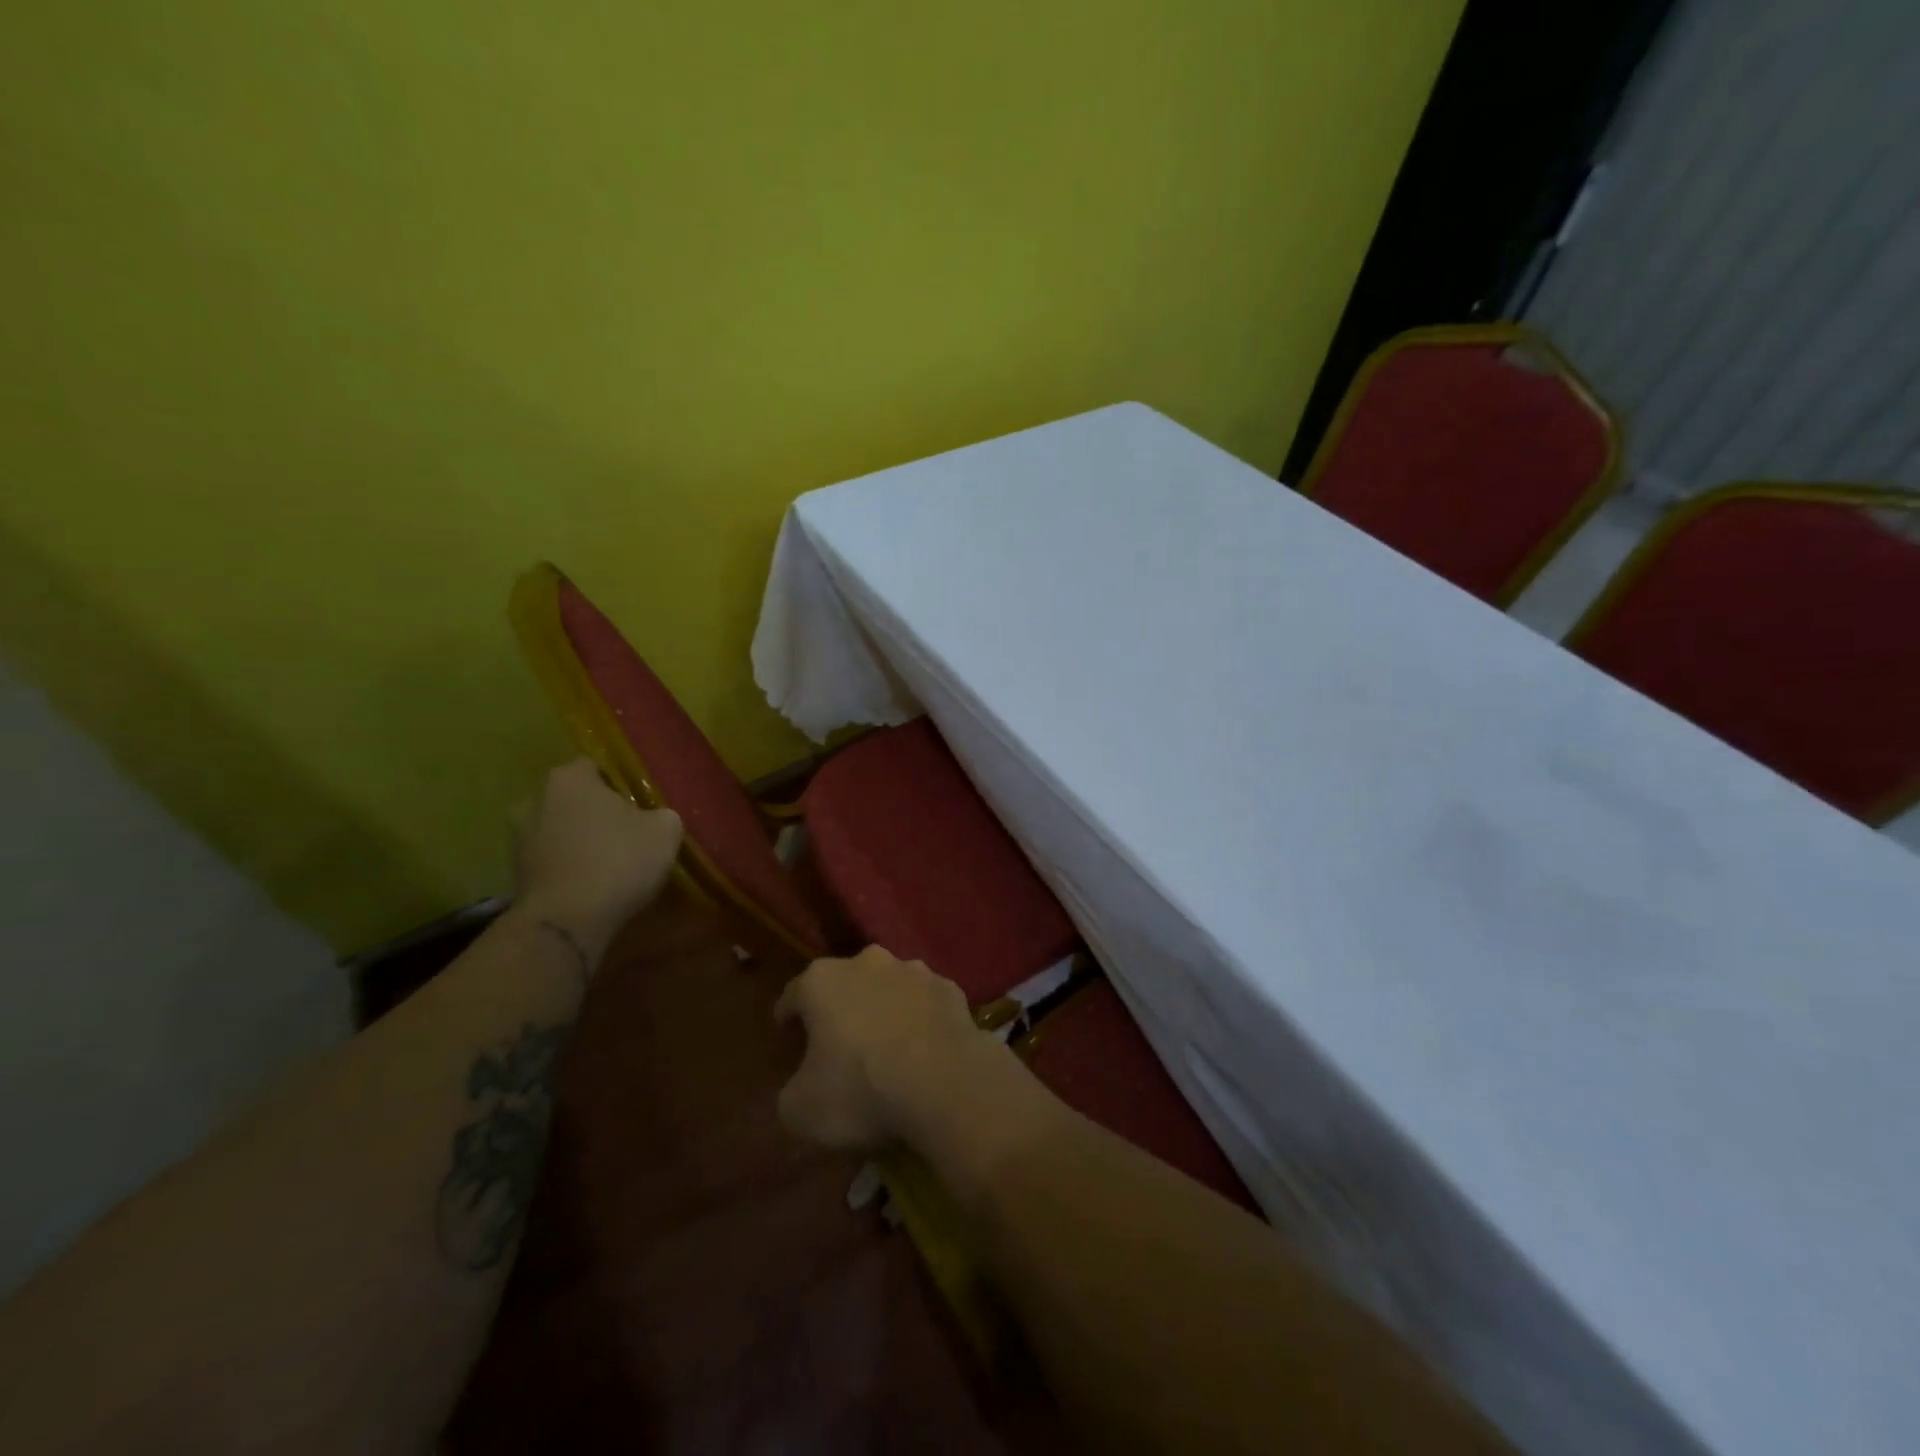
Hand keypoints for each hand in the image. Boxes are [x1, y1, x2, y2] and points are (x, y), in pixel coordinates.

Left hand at [514, 758, 682, 955]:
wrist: (566, 922)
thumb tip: (655, 818)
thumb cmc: (617, 861)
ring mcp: (519, 837)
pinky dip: (569, 866)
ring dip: (579, 840)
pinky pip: (552, 859)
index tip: (639, 802)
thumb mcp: (665, 831)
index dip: (620, 783)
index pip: (596, 766)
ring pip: (559, 829)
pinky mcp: (515, 873)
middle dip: (595, 811)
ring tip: (610, 861)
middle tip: (626, 831)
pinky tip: (593, 883)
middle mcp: (535, 799)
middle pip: (574, 798)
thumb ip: (661, 814)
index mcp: (570, 778)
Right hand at [774, 946, 1011, 1151]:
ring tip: (886, 1049)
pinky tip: (923, 1052)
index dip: (788, 1021)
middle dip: (839, 1010)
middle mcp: (867, 962)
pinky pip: (924, 1004)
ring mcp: (914, 971)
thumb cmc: (861, 1091)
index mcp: (822, 981)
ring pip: (888, 988)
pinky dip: (920, 1021)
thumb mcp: (800, 1111)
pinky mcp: (950, 988)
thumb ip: (791, 1091)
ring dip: (883, 1010)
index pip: (794, 995)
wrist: (946, 1084)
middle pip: (844, 984)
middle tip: (838, 1048)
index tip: (788, 1043)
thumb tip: (802, 1087)